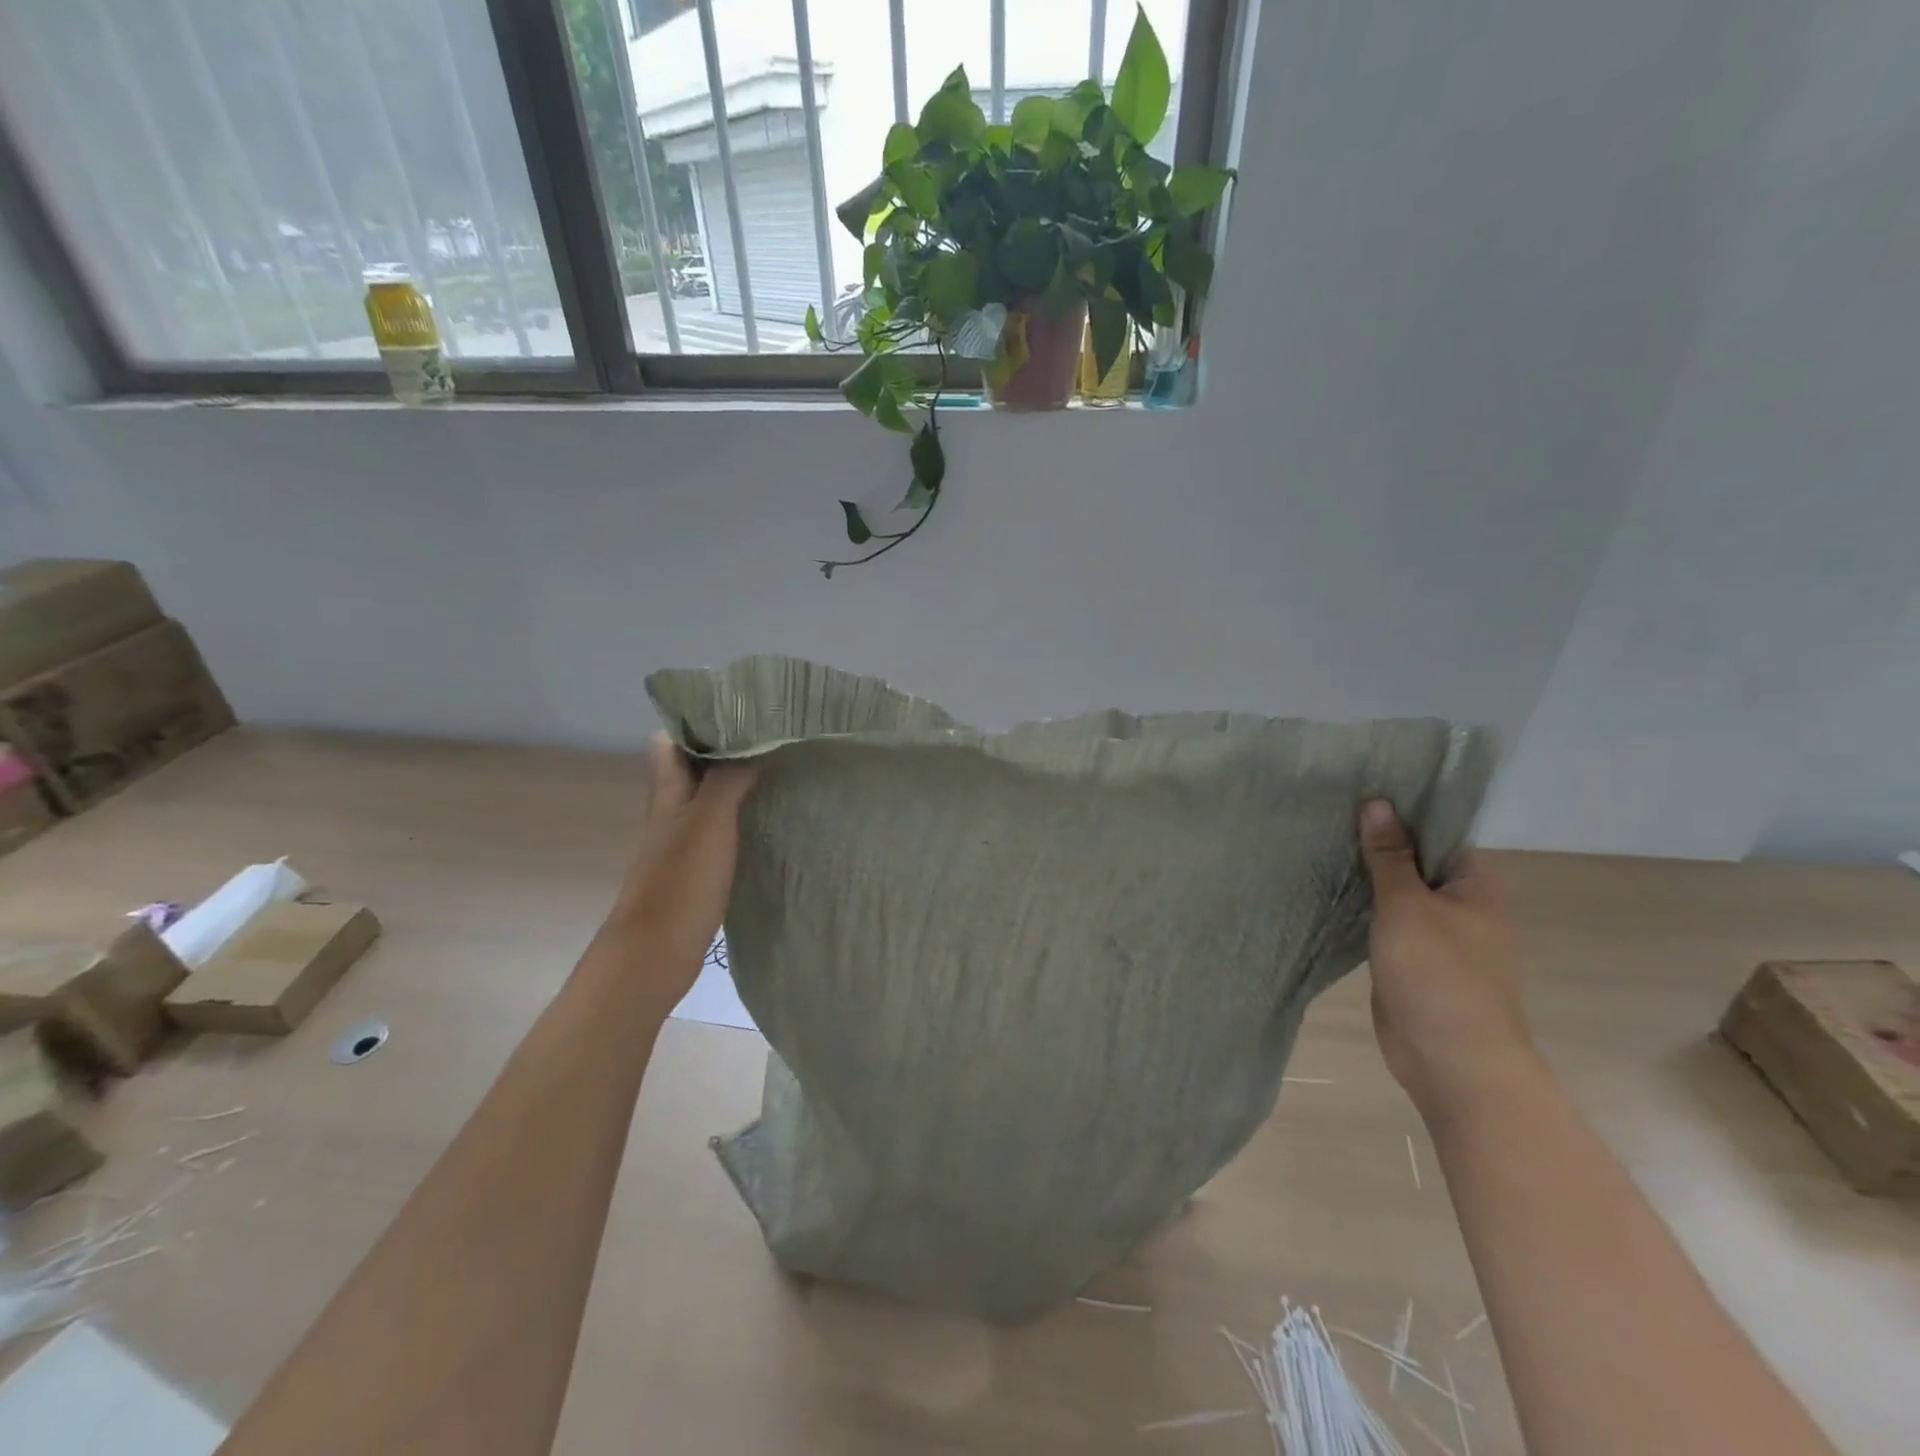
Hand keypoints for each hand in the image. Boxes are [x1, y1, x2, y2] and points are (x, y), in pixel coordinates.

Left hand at [599, 733, 757, 1005]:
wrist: (654, 954)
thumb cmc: (679, 882)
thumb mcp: (708, 821)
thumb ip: (728, 779)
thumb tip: (753, 744)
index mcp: (666, 792)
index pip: (669, 740)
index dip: (697, 721)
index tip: (739, 711)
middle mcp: (671, 810)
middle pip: (692, 767)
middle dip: (725, 749)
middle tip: (770, 738)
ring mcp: (682, 841)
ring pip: (707, 797)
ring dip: (736, 783)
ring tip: (777, 771)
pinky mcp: (696, 868)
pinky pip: (720, 828)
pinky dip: (740, 817)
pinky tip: (768, 819)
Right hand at [1357, 800, 1538, 1126]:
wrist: (1451, 1058)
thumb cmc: (1438, 973)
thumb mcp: (1407, 904)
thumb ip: (1389, 855)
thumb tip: (1376, 803)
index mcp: (1475, 884)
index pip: (1438, 831)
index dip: (1401, 810)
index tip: (1357, 790)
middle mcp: (1461, 904)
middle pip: (1415, 859)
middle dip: (1376, 841)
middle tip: (1326, 812)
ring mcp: (1437, 935)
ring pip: (1398, 892)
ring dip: (1366, 875)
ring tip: (1319, 842)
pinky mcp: (1411, 959)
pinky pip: (1385, 921)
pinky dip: (1362, 906)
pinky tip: (1328, 889)